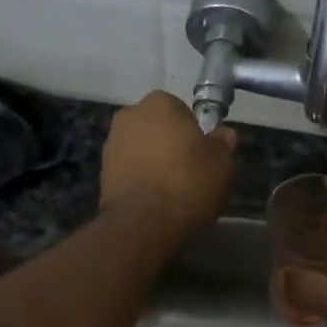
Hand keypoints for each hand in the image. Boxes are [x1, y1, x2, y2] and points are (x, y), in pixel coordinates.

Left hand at [100, 92, 236, 231]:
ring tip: (171, 189)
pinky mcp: (102, 171)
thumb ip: (223, 144)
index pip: (182, 111)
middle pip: (158, 127)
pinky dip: (140, 178)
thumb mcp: (222, 163)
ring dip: (153, 161)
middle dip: (170, 143)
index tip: (202, 154)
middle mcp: (130, 115)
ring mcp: (112, 143)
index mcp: (161, 103)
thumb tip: (224, 134)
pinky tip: (154, 198)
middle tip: (189, 170)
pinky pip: (129, 169)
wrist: (143, 222)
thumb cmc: (188, 183)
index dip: (194, 132)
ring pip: (141, 148)